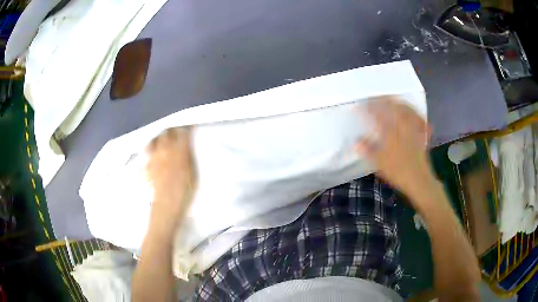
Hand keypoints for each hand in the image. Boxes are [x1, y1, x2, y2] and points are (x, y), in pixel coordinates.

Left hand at [146, 127, 196, 226]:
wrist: (167, 203)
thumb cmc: (185, 190)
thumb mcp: (193, 172)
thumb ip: (188, 156)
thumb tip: (187, 146)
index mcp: (180, 150)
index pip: (182, 132)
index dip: (186, 129)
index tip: (188, 129)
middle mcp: (165, 149)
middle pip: (166, 132)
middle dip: (171, 131)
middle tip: (175, 134)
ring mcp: (154, 156)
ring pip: (154, 140)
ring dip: (159, 138)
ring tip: (161, 141)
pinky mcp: (146, 164)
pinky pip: (148, 152)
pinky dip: (151, 150)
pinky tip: (154, 155)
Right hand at [355, 96, 433, 199]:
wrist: (419, 180)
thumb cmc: (398, 173)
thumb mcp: (379, 164)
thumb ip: (367, 151)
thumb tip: (355, 142)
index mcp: (390, 133)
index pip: (377, 115)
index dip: (368, 108)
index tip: (360, 106)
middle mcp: (402, 127)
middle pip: (393, 107)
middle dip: (383, 100)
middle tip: (376, 98)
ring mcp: (413, 129)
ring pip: (406, 109)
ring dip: (398, 102)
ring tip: (392, 99)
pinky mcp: (421, 133)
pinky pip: (418, 118)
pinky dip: (413, 112)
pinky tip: (411, 111)